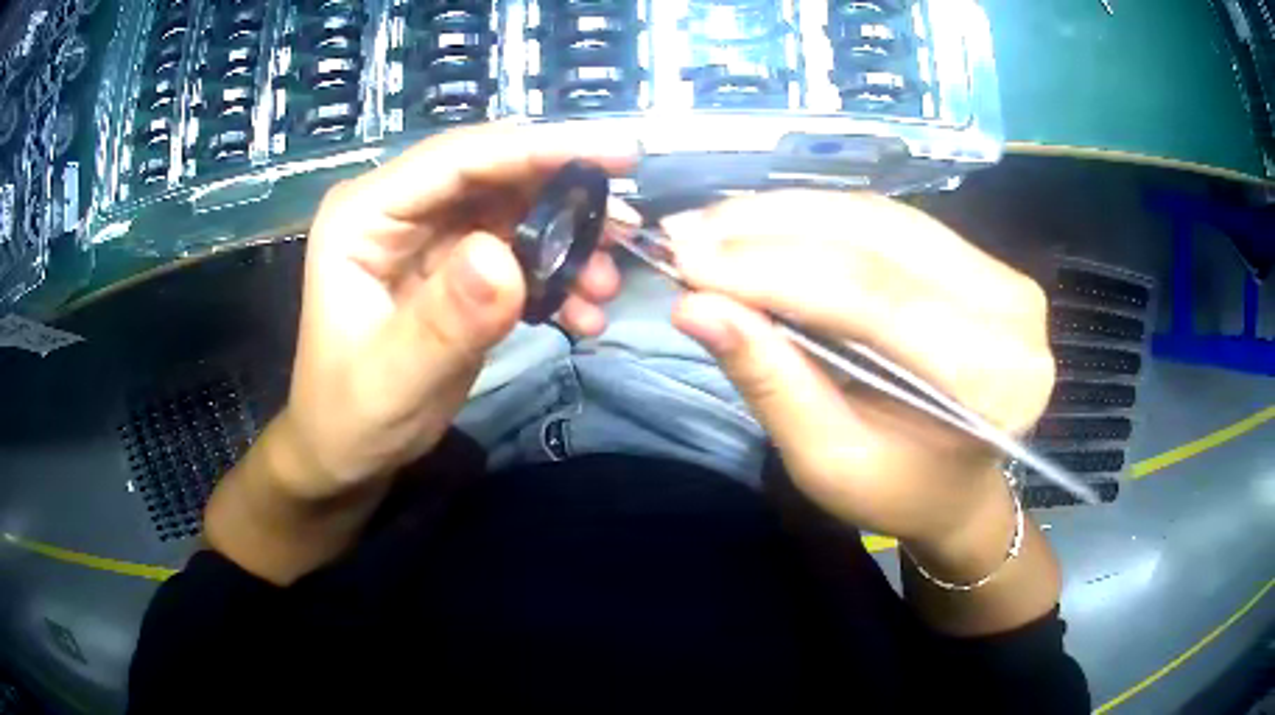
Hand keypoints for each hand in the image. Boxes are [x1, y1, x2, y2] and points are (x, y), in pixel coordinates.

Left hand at [280, 123, 635, 498]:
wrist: (345, 450)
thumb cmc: (351, 417)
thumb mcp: (393, 380)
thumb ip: (444, 322)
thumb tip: (505, 258)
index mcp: (364, 215)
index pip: (458, 159)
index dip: (539, 147)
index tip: (619, 152)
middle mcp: (397, 209)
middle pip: (493, 173)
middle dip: (565, 192)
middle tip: (627, 225)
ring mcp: (427, 235)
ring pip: (514, 207)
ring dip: (567, 238)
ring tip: (604, 284)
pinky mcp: (453, 264)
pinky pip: (516, 248)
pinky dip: (555, 273)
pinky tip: (580, 311)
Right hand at [667, 191, 1054, 548]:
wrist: (958, 486)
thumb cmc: (899, 491)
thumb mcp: (828, 460)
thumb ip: (771, 380)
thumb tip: (694, 307)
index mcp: (992, 381)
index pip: (872, 297)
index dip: (772, 269)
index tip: (686, 260)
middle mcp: (1011, 311)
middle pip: (876, 240)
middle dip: (768, 230)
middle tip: (685, 233)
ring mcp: (1002, 274)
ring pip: (877, 216)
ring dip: (786, 213)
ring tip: (712, 225)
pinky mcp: (981, 258)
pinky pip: (888, 219)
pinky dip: (817, 215)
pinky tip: (763, 221)